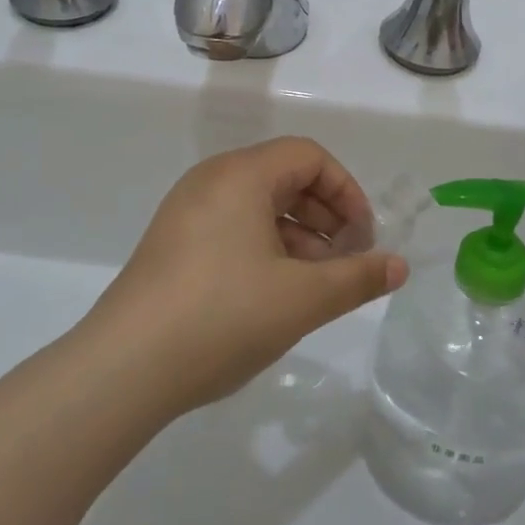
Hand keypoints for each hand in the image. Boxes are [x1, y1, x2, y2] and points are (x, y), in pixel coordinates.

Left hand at [81, 137, 408, 418]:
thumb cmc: (223, 316)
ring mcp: (186, 212)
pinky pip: (232, 228)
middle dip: (325, 216)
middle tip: (346, 262)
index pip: (309, 156)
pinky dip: (265, 249)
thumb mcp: (302, 298)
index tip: (363, 239)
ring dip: (298, 237)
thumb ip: (358, 278)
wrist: (125, 368)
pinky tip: (275, 295)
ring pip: (258, 207)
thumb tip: (399, 266)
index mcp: (241, 175)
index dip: (347, 191)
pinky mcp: (172, 244)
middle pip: (284, 178)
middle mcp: (211, 180)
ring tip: (316, 286)